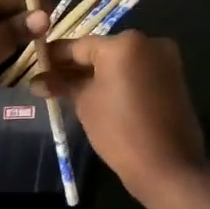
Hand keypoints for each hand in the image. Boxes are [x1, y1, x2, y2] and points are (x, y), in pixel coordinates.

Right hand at [35, 33, 206, 198]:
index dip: (54, 56)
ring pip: (119, 61)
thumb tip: (38, 81)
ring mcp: (164, 59)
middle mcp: (147, 42)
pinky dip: (117, 79)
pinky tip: (95, 93)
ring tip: (68, 89)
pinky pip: (136, 71)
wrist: (167, 166)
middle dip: (75, 66)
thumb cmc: (119, 131)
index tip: (36, 65)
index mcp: (123, 44)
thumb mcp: (85, 104)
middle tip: (49, 80)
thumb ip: (63, 84)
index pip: (78, 46)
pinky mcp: (173, 77)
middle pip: (101, 51)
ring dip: (95, 73)